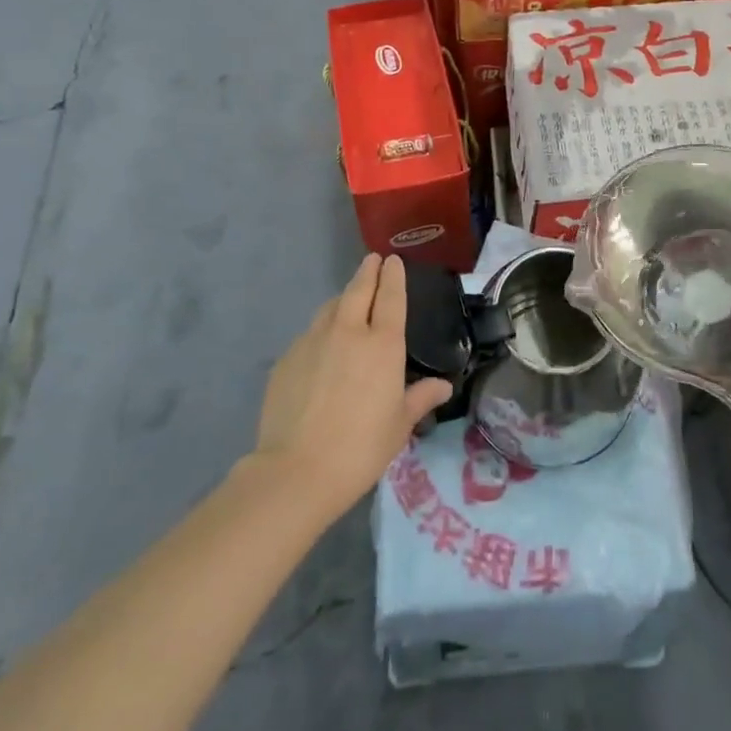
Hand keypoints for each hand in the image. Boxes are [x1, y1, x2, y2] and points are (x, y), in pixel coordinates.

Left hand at [255, 254, 451, 521]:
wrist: (296, 470)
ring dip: (344, 298)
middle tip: (373, 260)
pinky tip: (322, 347)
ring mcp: (313, 342)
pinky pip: (310, 334)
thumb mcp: (400, 425)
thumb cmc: (361, 448)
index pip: (391, 297)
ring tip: (349, 300)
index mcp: (383, 344)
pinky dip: (321, 330)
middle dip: (368, 271)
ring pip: (331, 308)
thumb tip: (443, 386)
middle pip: (359, 290)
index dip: (393, 276)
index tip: (393, 260)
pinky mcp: (287, 358)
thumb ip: (421, 398)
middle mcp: (349, 332)